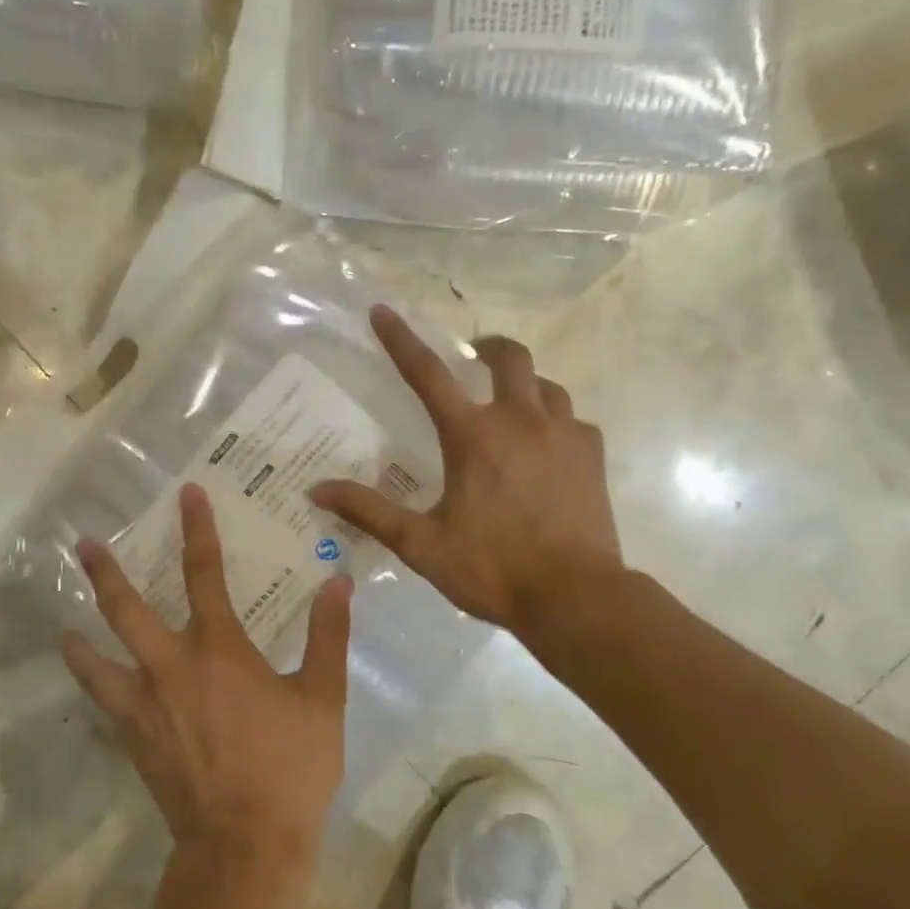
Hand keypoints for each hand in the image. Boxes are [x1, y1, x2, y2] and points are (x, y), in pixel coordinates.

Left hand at [61, 484, 353, 878]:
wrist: (245, 846)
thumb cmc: (290, 768)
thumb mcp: (323, 698)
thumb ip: (328, 636)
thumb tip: (337, 583)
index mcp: (219, 649)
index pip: (204, 572)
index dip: (197, 529)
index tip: (187, 495)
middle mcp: (171, 666)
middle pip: (126, 608)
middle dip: (106, 571)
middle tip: (85, 543)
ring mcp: (143, 704)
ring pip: (97, 657)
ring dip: (81, 632)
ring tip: (66, 620)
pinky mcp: (132, 738)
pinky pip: (103, 701)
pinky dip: (93, 682)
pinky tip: (92, 679)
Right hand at [312, 305, 622, 639]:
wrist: (575, 597)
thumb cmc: (492, 568)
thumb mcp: (421, 544)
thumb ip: (369, 511)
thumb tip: (317, 490)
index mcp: (472, 436)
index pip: (427, 374)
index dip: (400, 340)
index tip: (383, 311)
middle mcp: (519, 421)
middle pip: (509, 357)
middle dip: (488, 347)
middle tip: (474, 358)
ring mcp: (563, 434)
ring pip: (546, 385)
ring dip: (524, 385)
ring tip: (510, 406)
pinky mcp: (592, 456)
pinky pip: (573, 420)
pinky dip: (555, 422)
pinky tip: (548, 447)